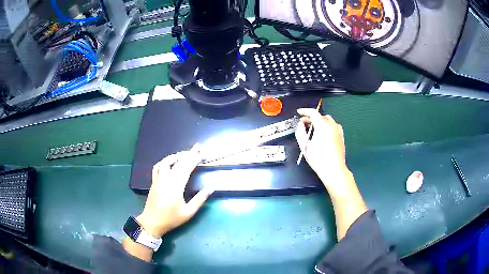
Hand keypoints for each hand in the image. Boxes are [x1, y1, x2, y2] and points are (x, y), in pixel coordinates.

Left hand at [136, 143, 213, 238]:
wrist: (152, 222)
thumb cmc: (171, 219)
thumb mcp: (188, 212)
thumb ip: (200, 199)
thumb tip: (211, 188)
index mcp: (176, 187)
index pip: (186, 168)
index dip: (195, 159)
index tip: (202, 152)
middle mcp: (166, 179)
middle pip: (178, 163)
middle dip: (189, 154)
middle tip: (197, 147)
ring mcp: (158, 179)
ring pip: (166, 162)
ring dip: (176, 156)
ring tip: (185, 154)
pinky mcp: (154, 181)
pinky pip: (158, 167)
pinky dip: (164, 161)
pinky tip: (169, 161)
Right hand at [295, 109, 367, 239]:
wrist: (334, 170)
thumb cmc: (318, 159)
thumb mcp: (305, 147)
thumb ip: (300, 132)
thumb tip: (300, 124)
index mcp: (322, 126)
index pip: (313, 113)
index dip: (305, 111)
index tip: (299, 113)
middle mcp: (331, 125)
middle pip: (321, 116)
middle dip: (312, 117)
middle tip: (304, 123)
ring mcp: (338, 130)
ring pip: (328, 120)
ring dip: (320, 121)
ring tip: (313, 128)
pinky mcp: (341, 136)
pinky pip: (334, 126)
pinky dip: (327, 126)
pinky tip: (324, 133)